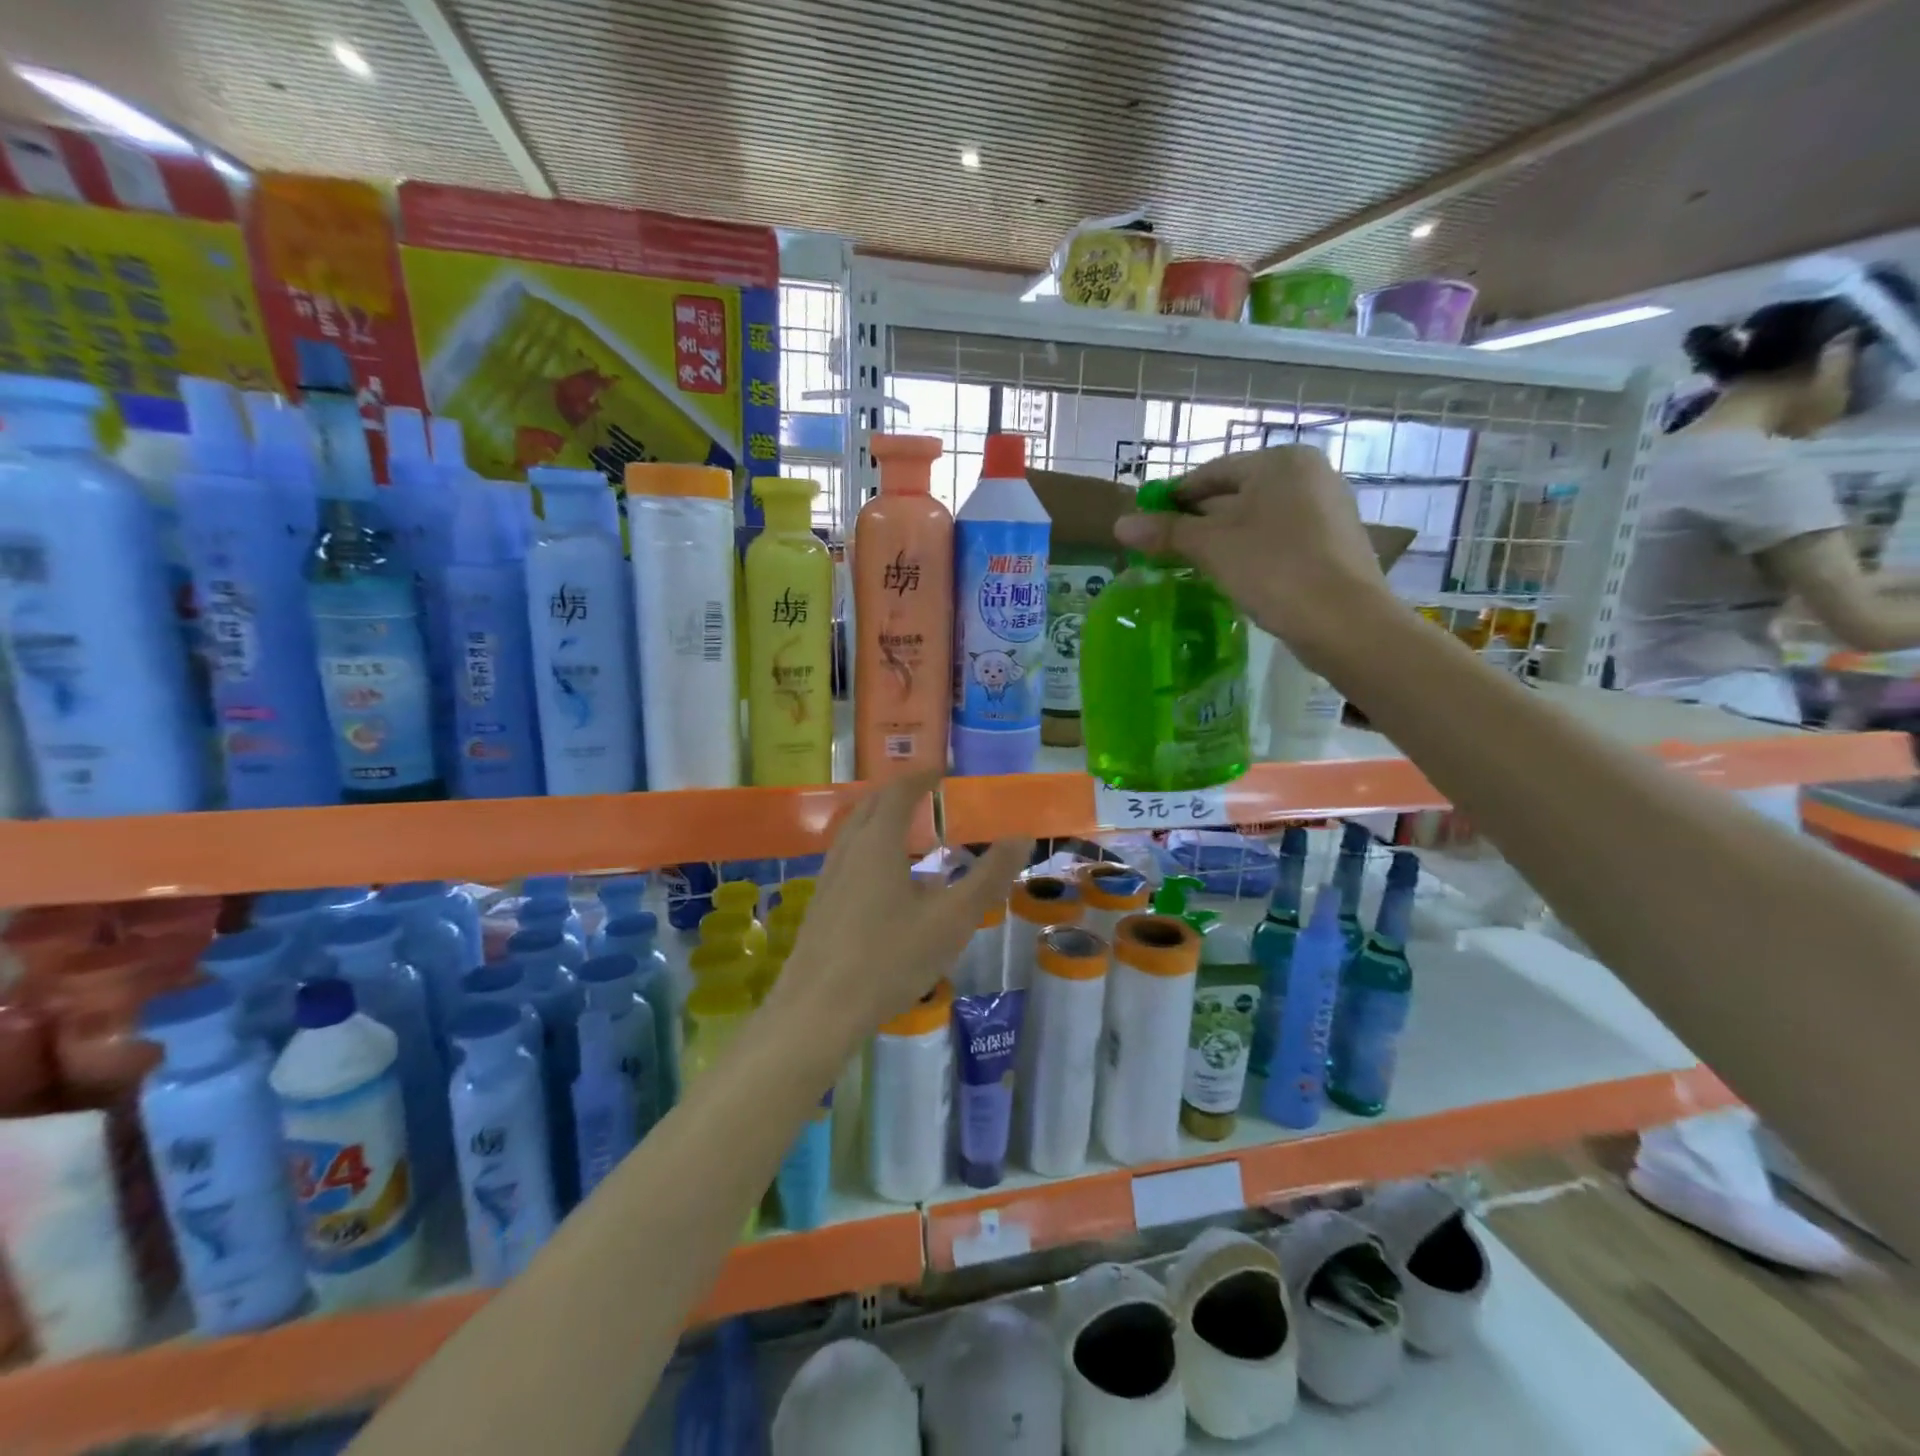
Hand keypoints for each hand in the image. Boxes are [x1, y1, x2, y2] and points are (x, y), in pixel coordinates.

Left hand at [765, 769, 1027, 1047]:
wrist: (818, 1011)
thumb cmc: (890, 959)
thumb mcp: (952, 919)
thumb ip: (989, 877)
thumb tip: (1022, 836)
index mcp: (877, 843)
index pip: (899, 792)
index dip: (921, 776)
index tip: (942, 769)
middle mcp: (848, 851)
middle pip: (870, 806)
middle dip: (898, 793)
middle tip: (926, 793)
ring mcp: (828, 879)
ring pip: (854, 832)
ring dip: (880, 820)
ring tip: (907, 832)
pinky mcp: (820, 906)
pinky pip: (847, 858)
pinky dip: (869, 848)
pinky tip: (884, 882)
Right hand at [1115, 446, 1393, 667]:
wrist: (1345, 621)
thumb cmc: (1274, 569)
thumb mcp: (1212, 547)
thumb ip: (1166, 532)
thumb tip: (1120, 524)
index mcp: (1280, 462)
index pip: (1212, 472)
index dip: (1174, 497)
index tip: (1146, 521)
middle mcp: (1308, 474)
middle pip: (1235, 493)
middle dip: (1197, 520)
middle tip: (1163, 548)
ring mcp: (1326, 508)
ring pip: (1257, 519)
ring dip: (1222, 539)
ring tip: (1192, 565)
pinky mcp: (1332, 542)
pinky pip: (1278, 539)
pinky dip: (1250, 552)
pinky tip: (1231, 576)